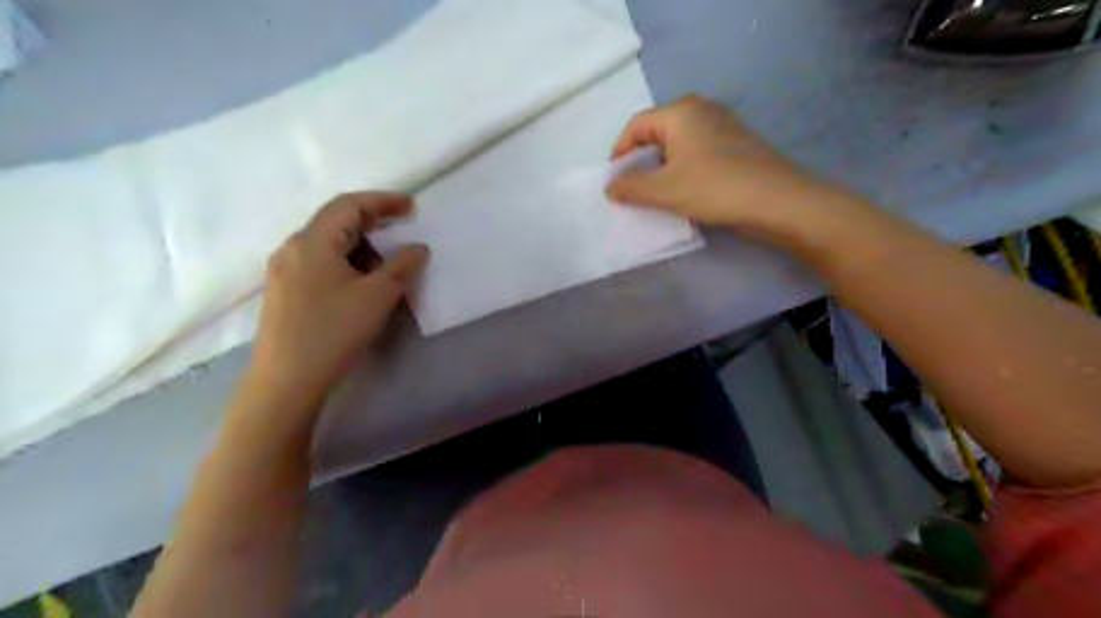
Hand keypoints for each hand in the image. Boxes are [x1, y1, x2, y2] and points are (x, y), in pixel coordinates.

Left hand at [251, 193, 426, 395]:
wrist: (287, 379)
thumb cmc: (334, 331)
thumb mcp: (378, 296)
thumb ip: (402, 266)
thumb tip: (419, 248)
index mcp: (313, 241)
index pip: (349, 205)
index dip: (383, 201)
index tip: (412, 207)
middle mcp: (293, 247)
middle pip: (335, 219)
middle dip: (372, 219)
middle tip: (403, 226)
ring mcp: (284, 270)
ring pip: (327, 241)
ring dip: (360, 241)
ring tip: (387, 256)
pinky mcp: (285, 290)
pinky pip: (319, 260)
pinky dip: (346, 258)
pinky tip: (361, 277)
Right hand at [607, 94, 854, 240]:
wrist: (777, 201)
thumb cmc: (714, 188)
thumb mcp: (664, 190)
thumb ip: (631, 187)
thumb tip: (610, 187)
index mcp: (680, 112)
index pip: (636, 126)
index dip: (619, 154)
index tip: (615, 182)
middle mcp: (701, 110)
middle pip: (656, 133)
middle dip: (640, 162)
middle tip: (633, 190)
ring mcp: (722, 126)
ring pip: (677, 145)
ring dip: (662, 169)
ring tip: (656, 195)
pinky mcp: (736, 144)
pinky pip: (697, 153)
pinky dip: (683, 170)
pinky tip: (684, 193)